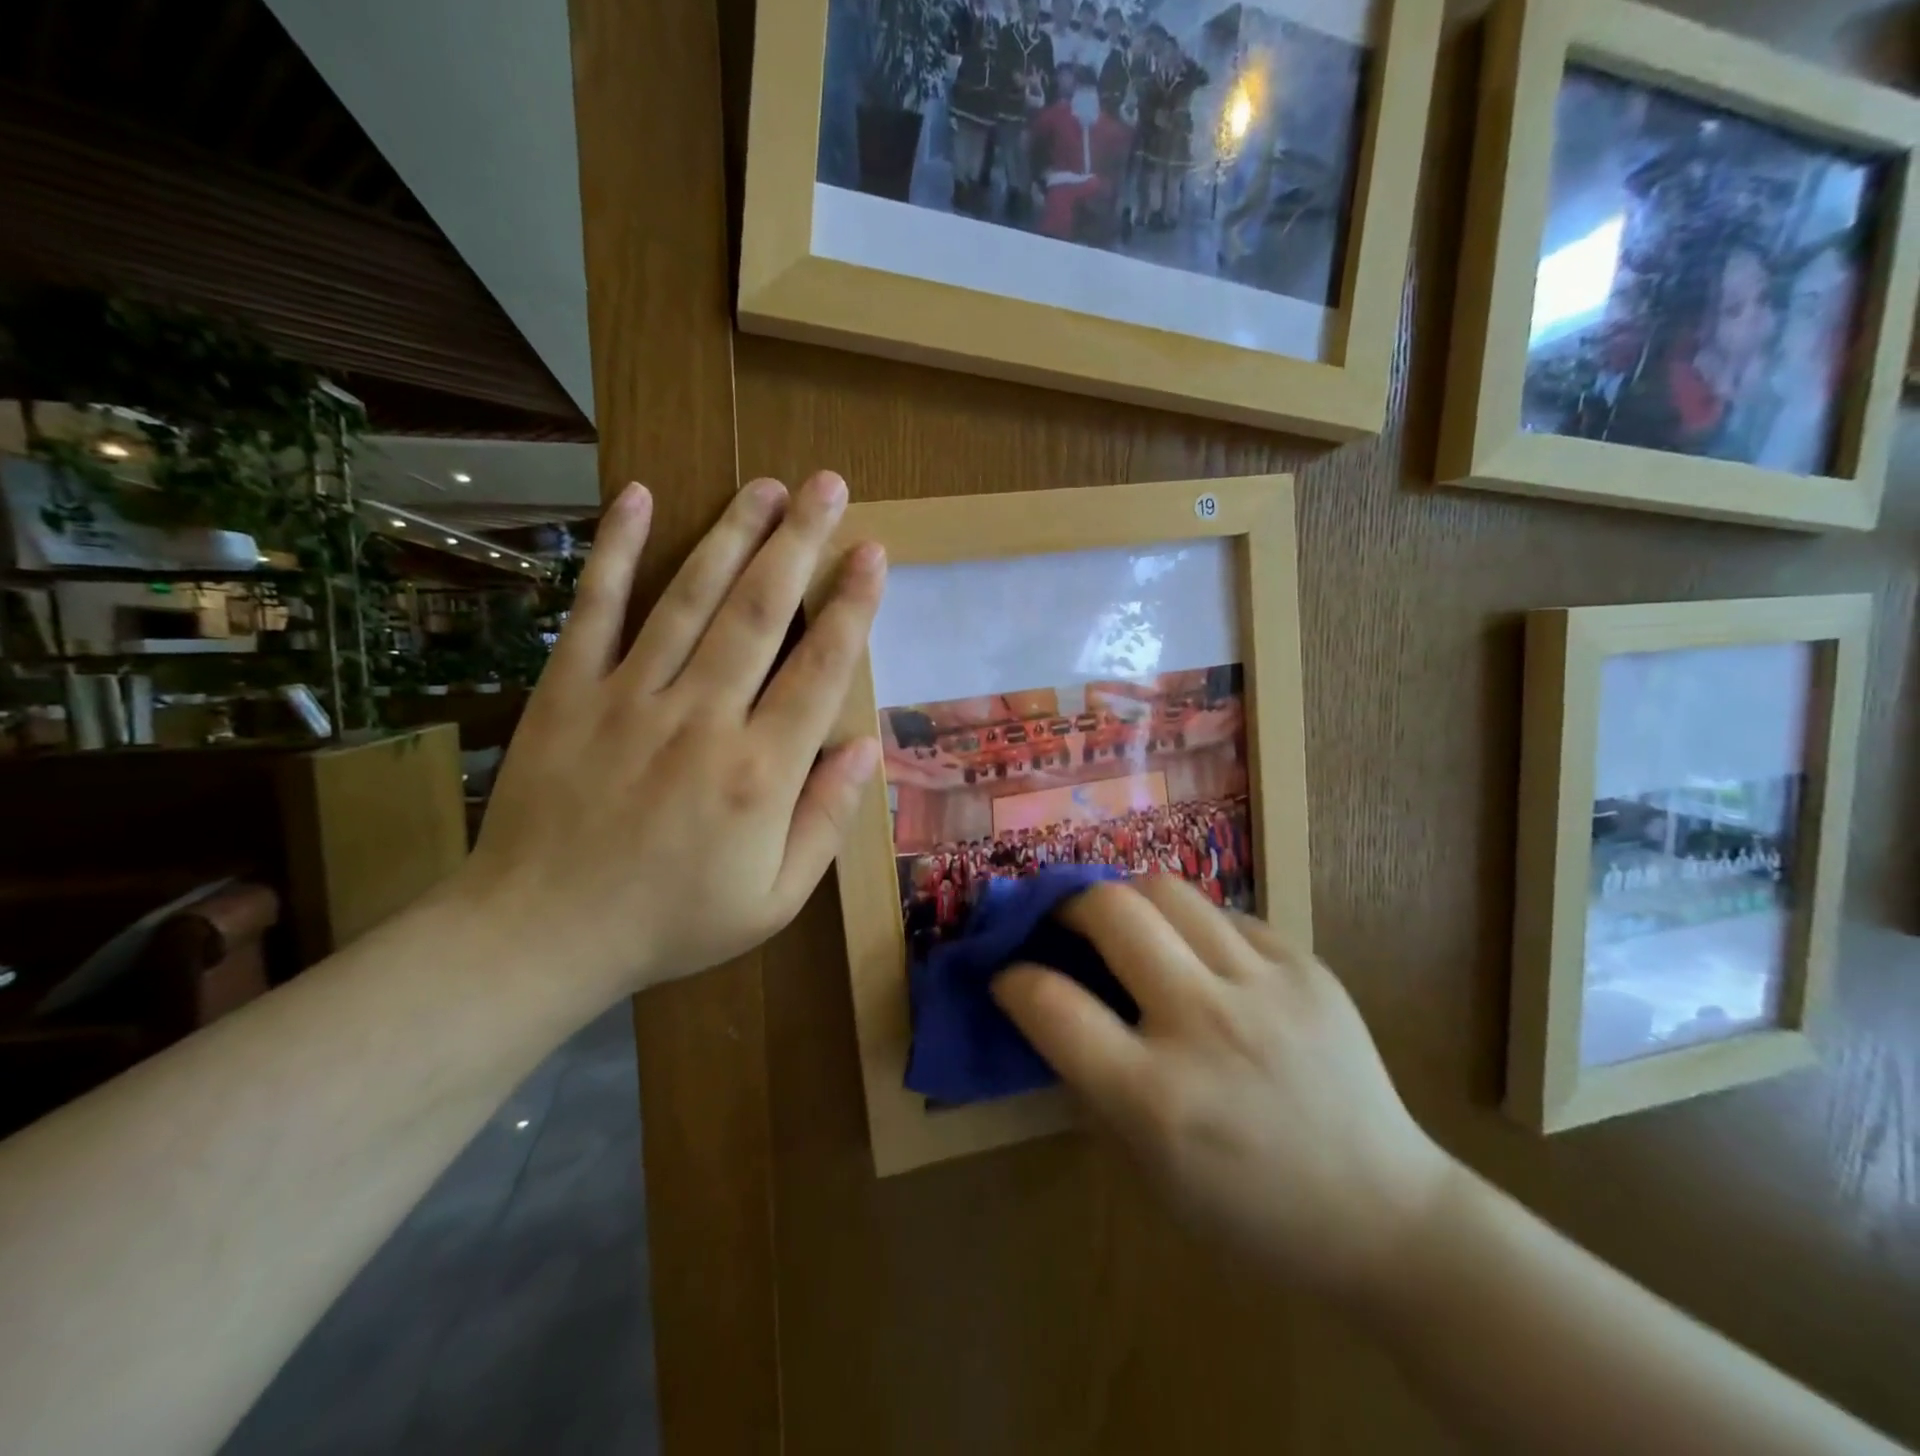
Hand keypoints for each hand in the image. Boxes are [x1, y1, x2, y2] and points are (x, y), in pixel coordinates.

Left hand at [454, 471, 884, 1006]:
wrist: (539, 936)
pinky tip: (639, 497)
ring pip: (690, 596)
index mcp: (760, 772)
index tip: (872, 553)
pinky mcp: (568, 690)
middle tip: (828, 485)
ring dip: (732, 533)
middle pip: (760, 611)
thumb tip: (865, 747)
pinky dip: (615, 550)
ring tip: (767, 485)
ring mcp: (629, 696)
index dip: (851, 606)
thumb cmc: (671, 922)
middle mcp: (702, 718)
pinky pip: (594, 608)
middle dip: (801, 542)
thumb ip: (826, 820)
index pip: (820, 669)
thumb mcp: (774, 899)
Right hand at [993, 877, 1451, 1299]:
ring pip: (1166, 889)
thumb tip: (1050, 1005)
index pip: (1051, 1005)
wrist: (1386, 1215)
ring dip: (1126, 897)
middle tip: (1062, 922)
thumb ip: (1092, 1081)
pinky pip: (1226, 914)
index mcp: (1156, 1098)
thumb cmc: (1250, 1210)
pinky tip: (1198, 954)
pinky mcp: (1306, 965)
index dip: (1013, 979)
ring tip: (1124, 921)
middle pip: (1110, 911)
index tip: (1009, 975)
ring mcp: (1264, 987)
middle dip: (1066, 904)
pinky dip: (1192, 925)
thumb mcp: (1147, 1169)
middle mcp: (1206, 1026)